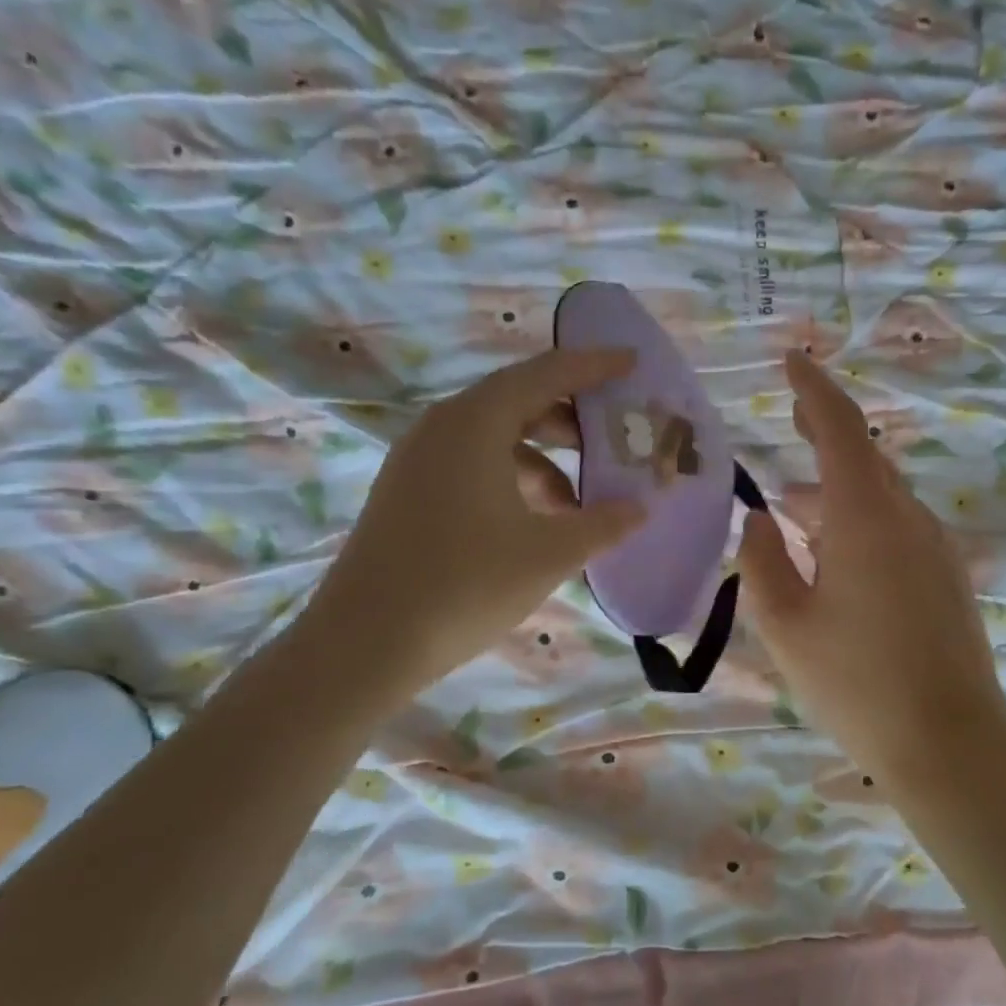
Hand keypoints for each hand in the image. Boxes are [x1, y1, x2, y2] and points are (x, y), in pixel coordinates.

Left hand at [304, 348, 644, 702]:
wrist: (365, 643)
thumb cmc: (466, 585)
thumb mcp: (549, 553)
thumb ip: (603, 524)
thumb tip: (639, 508)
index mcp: (474, 424)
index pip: (544, 374)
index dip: (593, 365)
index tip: (632, 362)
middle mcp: (442, 428)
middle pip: (518, 401)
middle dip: (571, 418)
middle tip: (614, 438)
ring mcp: (418, 461)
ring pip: (496, 439)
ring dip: (544, 460)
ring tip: (581, 502)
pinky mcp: (409, 492)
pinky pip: (473, 466)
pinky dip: (514, 481)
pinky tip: (537, 523)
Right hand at [738, 351, 1005, 786]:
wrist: (950, 742)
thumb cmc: (856, 684)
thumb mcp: (786, 626)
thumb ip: (762, 563)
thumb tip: (759, 519)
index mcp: (867, 519)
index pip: (840, 430)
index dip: (814, 391)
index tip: (792, 361)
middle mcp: (909, 519)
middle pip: (865, 458)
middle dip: (826, 434)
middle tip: (792, 419)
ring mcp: (936, 548)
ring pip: (882, 496)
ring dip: (839, 489)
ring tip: (795, 506)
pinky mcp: (948, 578)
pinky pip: (899, 528)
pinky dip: (862, 520)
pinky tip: (836, 553)